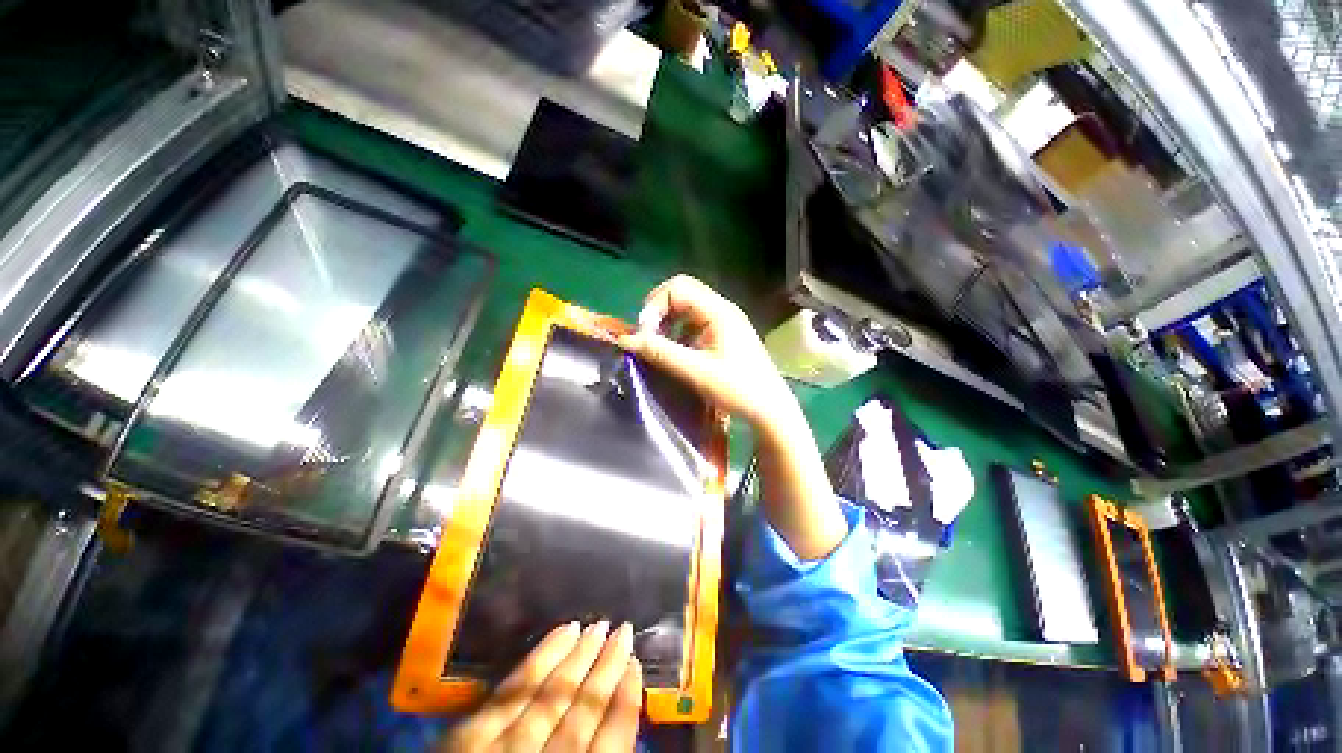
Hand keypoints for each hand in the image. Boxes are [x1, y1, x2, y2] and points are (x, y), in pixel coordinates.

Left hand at [444, 621, 641, 752]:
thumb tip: (614, 728)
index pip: (609, 747)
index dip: (626, 704)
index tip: (636, 665)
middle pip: (581, 712)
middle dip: (607, 669)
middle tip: (624, 630)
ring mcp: (503, 749)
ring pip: (552, 694)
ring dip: (579, 657)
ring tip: (599, 625)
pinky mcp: (471, 734)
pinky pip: (514, 688)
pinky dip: (541, 658)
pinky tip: (561, 633)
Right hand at [618, 275, 792, 429]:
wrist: (769, 408)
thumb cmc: (737, 388)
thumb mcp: (695, 371)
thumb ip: (660, 353)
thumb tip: (626, 339)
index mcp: (718, 311)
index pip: (677, 288)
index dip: (655, 306)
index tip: (645, 334)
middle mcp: (721, 309)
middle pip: (682, 294)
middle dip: (659, 313)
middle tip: (649, 339)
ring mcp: (724, 322)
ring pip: (687, 310)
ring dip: (668, 324)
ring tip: (661, 349)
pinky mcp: (724, 335)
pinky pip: (694, 324)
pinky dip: (679, 334)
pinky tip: (677, 355)